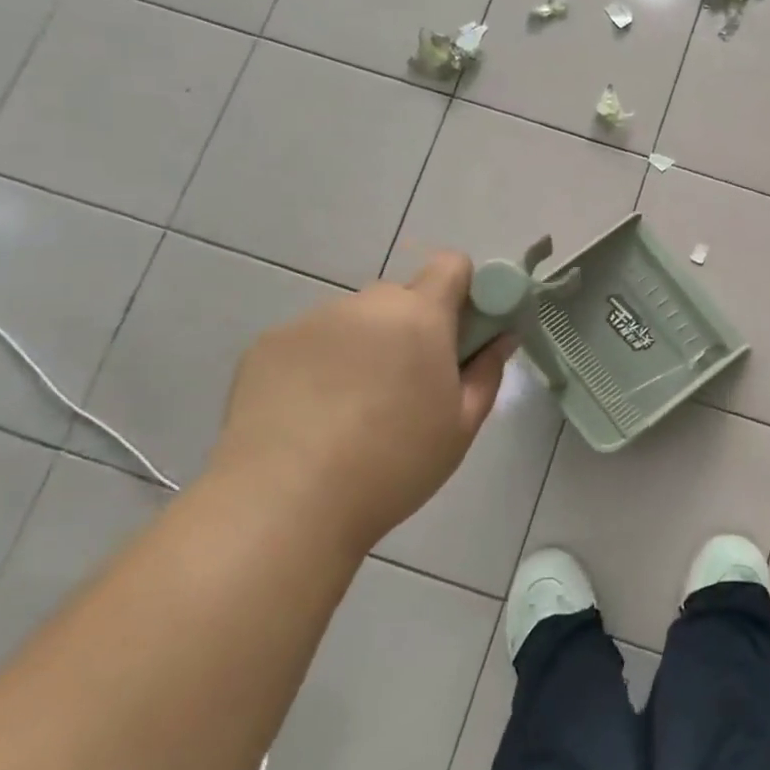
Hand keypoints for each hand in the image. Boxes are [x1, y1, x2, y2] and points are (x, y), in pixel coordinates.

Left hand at [216, 252, 516, 552]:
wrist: (284, 505)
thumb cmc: (393, 465)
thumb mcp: (460, 427)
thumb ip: (487, 372)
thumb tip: (502, 337)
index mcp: (420, 315)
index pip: (451, 265)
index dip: (463, 291)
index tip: (461, 332)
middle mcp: (366, 304)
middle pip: (401, 296)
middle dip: (411, 326)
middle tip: (406, 384)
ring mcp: (312, 320)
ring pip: (353, 320)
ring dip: (363, 345)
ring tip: (348, 410)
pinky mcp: (267, 344)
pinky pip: (310, 341)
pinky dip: (318, 365)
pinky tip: (308, 416)